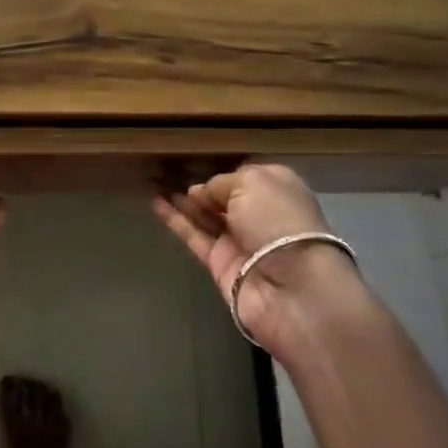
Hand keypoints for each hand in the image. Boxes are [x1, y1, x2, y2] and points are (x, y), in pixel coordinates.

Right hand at [152, 163, 363, 358]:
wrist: (293, 289)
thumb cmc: (279, 221)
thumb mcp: (251, 183)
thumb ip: (221, 183)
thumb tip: (200, 193)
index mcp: (277, 190)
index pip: (246, 176)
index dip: (223, 170)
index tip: (196, 158)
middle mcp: (259, 214)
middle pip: (224, 197)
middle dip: (200, 184)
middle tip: (167, 168)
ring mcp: (239, 241)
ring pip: (205, 215)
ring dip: (182, 200)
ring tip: (153, 179)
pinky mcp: (220, 264)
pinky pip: (193, 236)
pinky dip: (174, 220)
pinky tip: (155, 202)